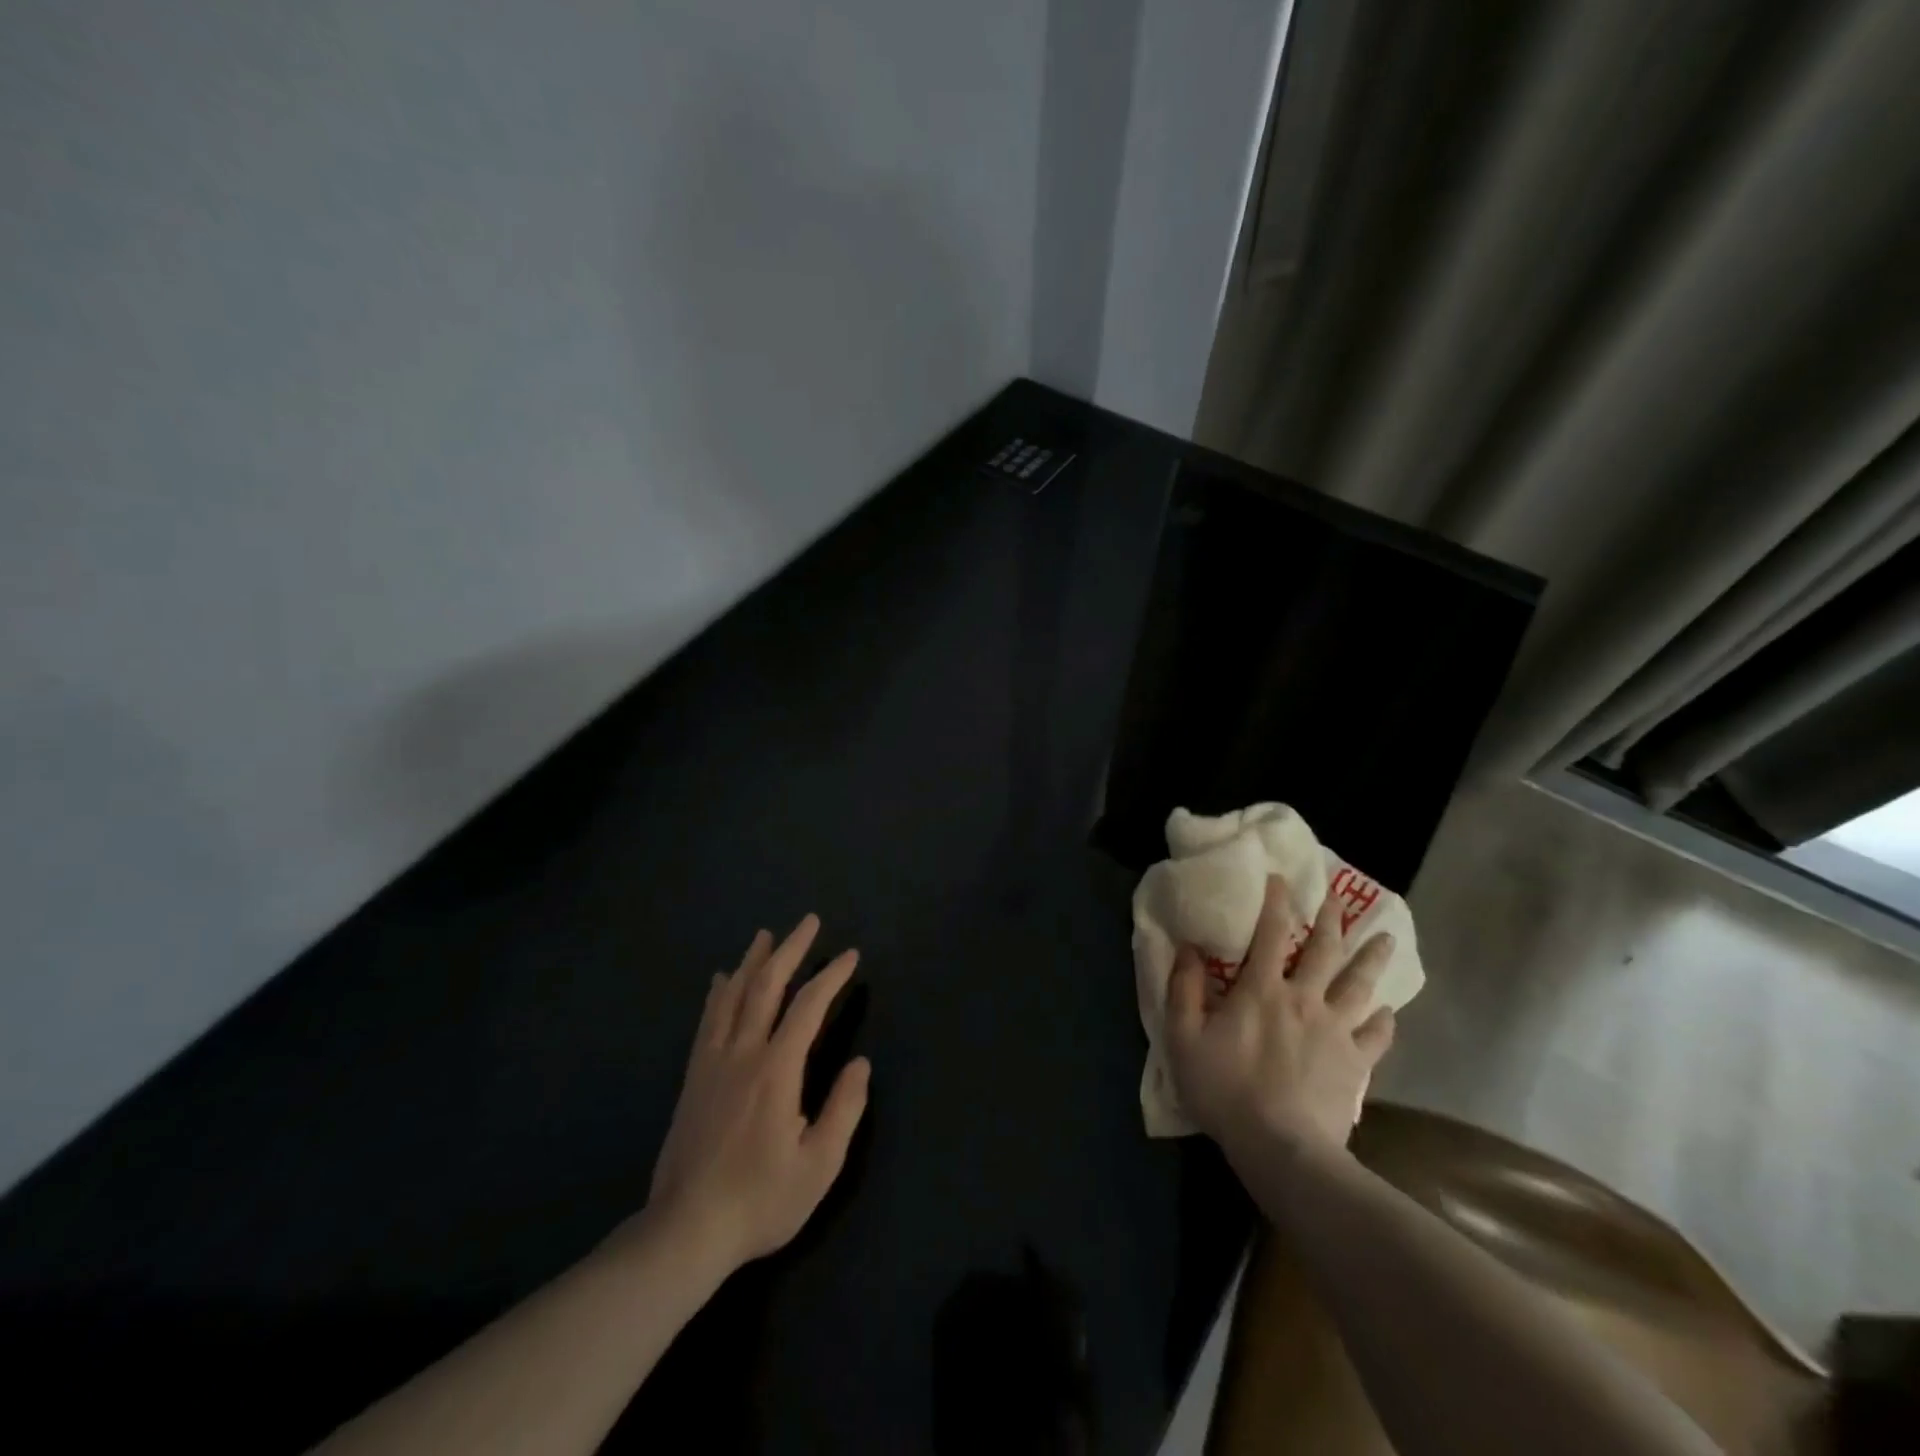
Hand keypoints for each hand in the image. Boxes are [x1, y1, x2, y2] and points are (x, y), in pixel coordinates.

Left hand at [642, 915, 870, 1275]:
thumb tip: (861, 1063)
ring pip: (732, 995)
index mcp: (776, 1070)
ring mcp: (712, 1062)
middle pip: (766, 986)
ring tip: (766, 935)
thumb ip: (844, 1109)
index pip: (808, 1007)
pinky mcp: (693, 1077)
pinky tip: (720, 979)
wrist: (685, 1231)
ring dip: (752, 961)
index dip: (831, 976)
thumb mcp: (819, 1165)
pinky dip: (717, 993)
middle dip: (790, 950)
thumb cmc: (760, 1200)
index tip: (850, 956)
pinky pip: (707, 1020)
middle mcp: (742, 1053)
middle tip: (808, 922)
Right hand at [1166, 876, 1394, 1155]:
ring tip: (1386, 939)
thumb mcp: (1183, 1038)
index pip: (1270, 933)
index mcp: (1262, 989)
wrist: (1280, 1147)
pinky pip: (1377, 1036)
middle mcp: (1304, 999)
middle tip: (1339, 897)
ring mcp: (1336, 1031)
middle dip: (1332, 920)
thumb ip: (1183, 989)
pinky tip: (1387, 1012)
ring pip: (1360, 985)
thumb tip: (1187, 948)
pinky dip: (1384, 1020)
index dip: (1276, 902)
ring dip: (1373, 959)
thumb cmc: (1225, 1089)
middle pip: (1325, 951)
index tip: (1281, 879)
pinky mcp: (1356, 1063)